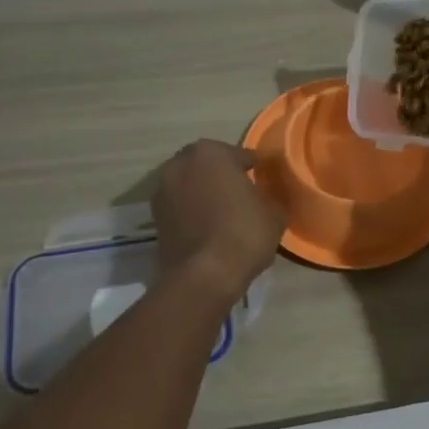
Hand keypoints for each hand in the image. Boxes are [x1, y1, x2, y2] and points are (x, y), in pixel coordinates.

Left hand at [153, 140, 285, 301]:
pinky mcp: (155, 217)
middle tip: (240, 191)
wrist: (203, 276)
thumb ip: (270, 198)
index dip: (252, 167)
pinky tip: (208, 226)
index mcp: (212, 153)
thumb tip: (266, 198)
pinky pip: (180, 206)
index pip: (239, 154)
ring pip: (189, 184)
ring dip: (203, 191)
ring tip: (223, 210)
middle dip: (222, 174)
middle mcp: (181, 164)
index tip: (261, 178)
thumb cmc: (243, 233)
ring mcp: (163, 190)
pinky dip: (191, 211)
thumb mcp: (274, 214)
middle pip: (208, 164)